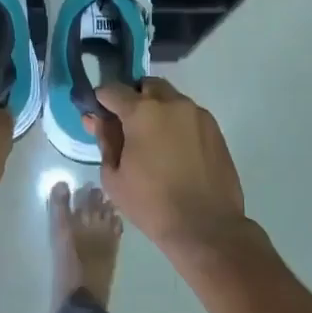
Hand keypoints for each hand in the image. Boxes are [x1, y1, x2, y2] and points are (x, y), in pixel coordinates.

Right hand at [87, 78, 247, 249]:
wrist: (206, 226)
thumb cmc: (152, 204)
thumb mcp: (114, 176)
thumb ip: (105, 140)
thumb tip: (96, 119)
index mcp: (142, 112)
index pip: (113, 90)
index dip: (101, 100)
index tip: (98, 115)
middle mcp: (172, 103)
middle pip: (146, 86)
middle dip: (134, 98)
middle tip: (128, 126)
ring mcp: (197, 114)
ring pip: (171, 98)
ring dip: (157, 109)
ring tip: (153, 141)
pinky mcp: (215, 129)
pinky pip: (189, 115)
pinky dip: (177, 123)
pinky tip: (175, 150)